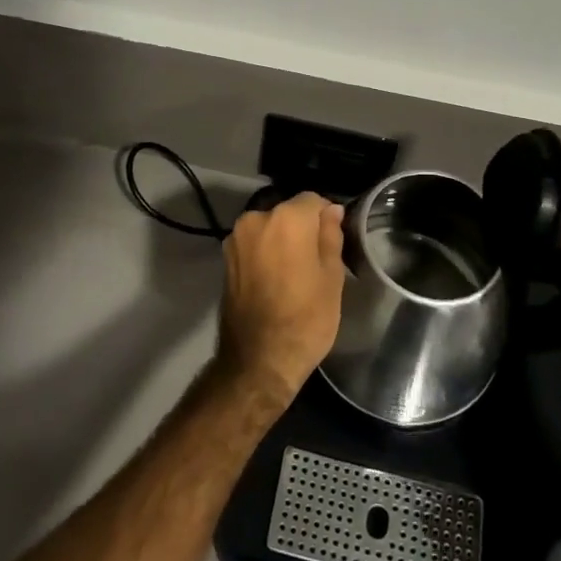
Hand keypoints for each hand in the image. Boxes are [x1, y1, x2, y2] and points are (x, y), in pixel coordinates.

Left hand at [218, 192, 346, 401]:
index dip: (327, 217)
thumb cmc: (305, 319)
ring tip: (295, 273)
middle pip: (288, 211)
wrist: (258, 360)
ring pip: (269, 227)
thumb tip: (331, 211)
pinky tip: (276, 279)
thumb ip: (331, 235)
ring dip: (282, 240)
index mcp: (287, 218)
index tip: (334, 240)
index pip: (313, 200)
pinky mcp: (226, 258)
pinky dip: (266, 252)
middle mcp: (257, 218)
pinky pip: (254, 243)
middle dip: (303, 228)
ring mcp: (237, 238)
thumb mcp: (332, 277)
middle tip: (317, 260)